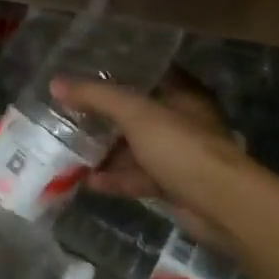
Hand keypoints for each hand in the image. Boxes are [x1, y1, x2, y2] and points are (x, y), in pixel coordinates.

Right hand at [53, 73, 264, 244]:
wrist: (222, 206)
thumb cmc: (182, 147)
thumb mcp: (135, 114)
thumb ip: (96, 97)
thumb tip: (56, 83)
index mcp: (181, 93)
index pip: (145, 73)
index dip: (115, 71)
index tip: (82, 72)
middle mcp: (181, 120)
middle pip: (135, 112)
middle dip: (102, 115)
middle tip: (67, 113)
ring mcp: (178, 154)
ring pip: (134, 147)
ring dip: (106, 150)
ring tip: (69, 148)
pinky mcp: (173, 184)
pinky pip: (138, 176)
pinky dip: (116, 178)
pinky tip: (88, 181)